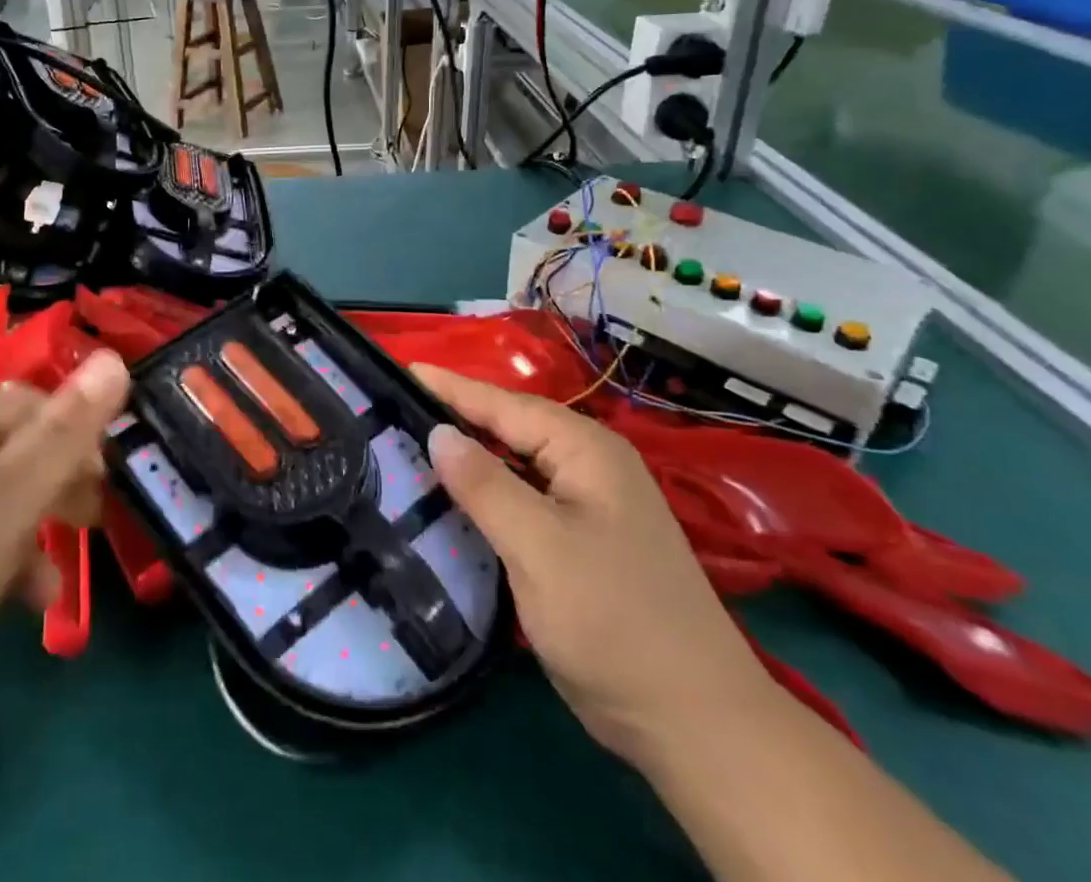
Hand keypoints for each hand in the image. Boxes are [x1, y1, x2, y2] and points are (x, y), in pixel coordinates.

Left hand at [0, 350, 130, 750]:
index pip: (28, 400)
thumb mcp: (15, 494)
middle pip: (5, 453)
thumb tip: (116, 357)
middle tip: (86, 527)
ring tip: (45, 592)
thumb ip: (70, 429)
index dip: (73, 432)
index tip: (101, 478)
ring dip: (20, 542)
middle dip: (52, 490)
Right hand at [415, 365, 775, 765]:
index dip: (450, 387)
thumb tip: (438, 431)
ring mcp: (591, 505)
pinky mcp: (584, 542)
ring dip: (471, 455)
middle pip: (511, 428)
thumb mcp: (540, 548)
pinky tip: (457, 499)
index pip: (504, 404)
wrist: (695, 722)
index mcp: (586, 450)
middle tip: (394, 407)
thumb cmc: (614, 620)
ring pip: (517, 465)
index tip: (400, 367)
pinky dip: (489, 493)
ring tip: (413, 443)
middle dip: (457, 415)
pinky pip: (525, 500)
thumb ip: (485, 485)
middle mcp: (590, 465)